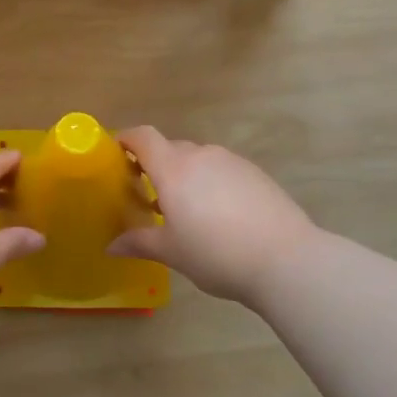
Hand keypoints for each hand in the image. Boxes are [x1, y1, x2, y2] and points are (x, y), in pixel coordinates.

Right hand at [108, 127, 318, 306]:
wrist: (285, 258)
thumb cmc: (216, 254)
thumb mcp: (172, 252)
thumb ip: (139, 243)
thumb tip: (111, 246)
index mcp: (173, 170)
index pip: (143, 137)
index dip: (127, 138)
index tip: (116, 152)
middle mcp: (201, 156)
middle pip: (170, 149)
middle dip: (155, 165)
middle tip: (148, 195)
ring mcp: (232, 162)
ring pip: (198, 159)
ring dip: (185, 176)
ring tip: (186, 210)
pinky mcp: (255, 173)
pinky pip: (222, 170)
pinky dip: (210, 182)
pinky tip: (219, 214)